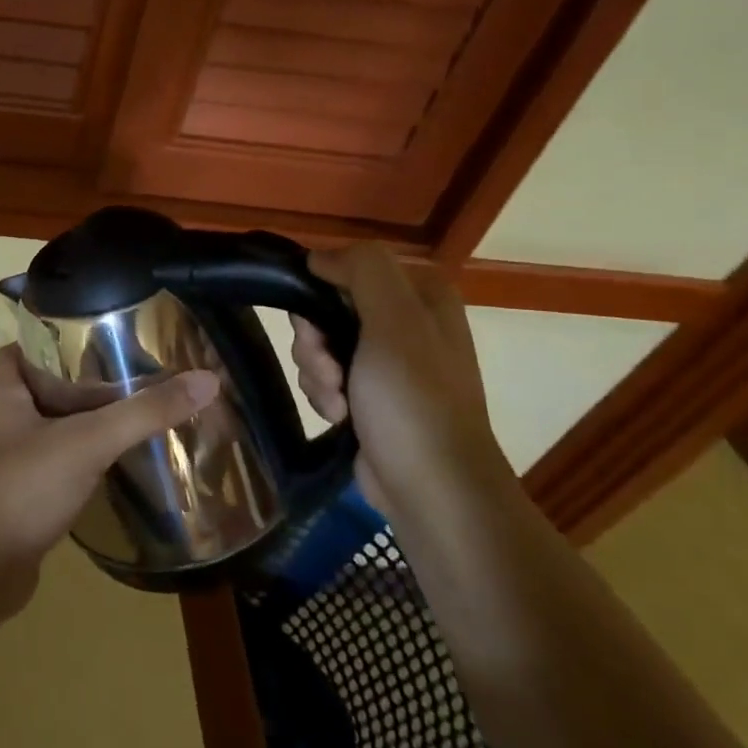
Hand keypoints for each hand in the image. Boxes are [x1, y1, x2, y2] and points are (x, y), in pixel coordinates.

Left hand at [0, 345, 218, 595]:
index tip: (87, 336)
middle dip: (78, 381)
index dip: (44, 339)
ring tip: (132, 411)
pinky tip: (116, 462)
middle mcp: (4, 423)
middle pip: (41, 388)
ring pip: (52, 428)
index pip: (15, 351)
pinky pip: (58, 465)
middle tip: (126, 373)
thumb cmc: (22, 489)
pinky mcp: (24, 496)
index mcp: (5, 395)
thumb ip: (143, 413)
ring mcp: (12, 462)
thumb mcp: (87, 442)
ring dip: (84, 422)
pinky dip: (83, 459)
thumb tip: (205, 380)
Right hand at [290, 243, 513, 523]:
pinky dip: (324, 395)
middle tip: (329, 370)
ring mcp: (388, 363)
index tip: (315, 325)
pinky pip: (326, 378)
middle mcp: (407, 323)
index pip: (348, 269)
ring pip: (320, 345)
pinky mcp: (371, 398)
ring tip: (338, 403)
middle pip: (328, 309)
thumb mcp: (394, 322)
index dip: (321, 293)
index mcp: (421, 296)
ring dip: (317, 373)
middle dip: (316, 342)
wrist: (432, 490)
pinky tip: (339, 416)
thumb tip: (318, 257)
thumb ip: (362, 270)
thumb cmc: (414, 400)